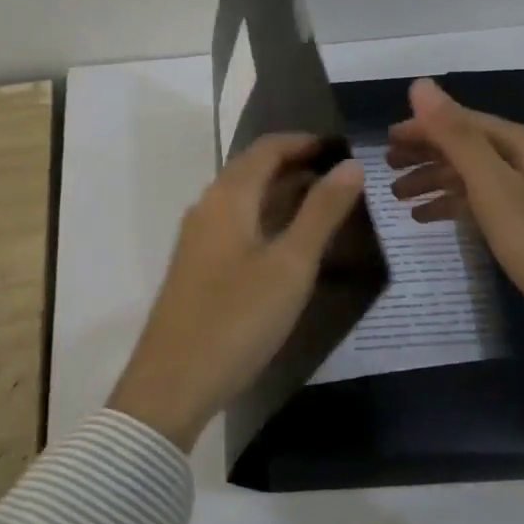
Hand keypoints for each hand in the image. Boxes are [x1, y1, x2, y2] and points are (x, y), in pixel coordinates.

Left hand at [108, 133, 366, 450]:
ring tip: (326, 206)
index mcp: (228, 197)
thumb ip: (322, 212)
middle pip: (254, 170)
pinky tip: (291, 243)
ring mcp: (199, 238)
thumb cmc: (237, 318)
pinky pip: (237, 224)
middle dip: (297, 166)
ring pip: (245, 199)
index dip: (305, 142)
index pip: (267, 148)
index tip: (343, 148)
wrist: (172, 382)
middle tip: (342, 178)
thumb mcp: (291, 264)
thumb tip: (351, 165)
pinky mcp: (198, 266)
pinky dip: (268, 219)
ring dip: (283, 194)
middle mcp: (208, 207)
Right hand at [387, 79, 523, 387]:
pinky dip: (452, 206)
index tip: (384, 141)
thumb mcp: (493, 187)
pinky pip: (482, 204)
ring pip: (472, 176)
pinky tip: (424, 218)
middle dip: (426, 153)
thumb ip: (456, 135)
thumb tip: (420, 84)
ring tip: (396, 196)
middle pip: (468, 146)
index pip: (464, 122)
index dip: (423, 127)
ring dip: (434, 181)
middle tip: (385, 168)